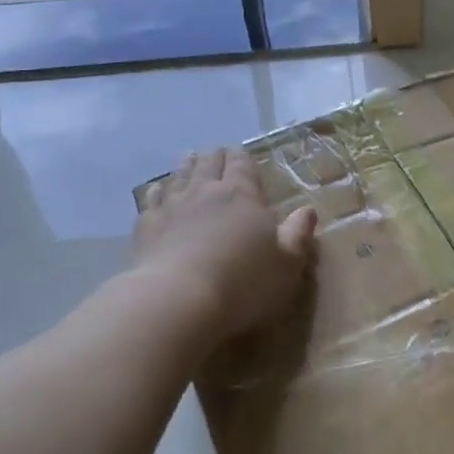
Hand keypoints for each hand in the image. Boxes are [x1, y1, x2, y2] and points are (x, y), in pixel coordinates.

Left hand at [135, 148, 317, 338]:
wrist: (178, 300)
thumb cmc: (243, 282)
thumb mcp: (287, 263)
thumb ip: (297, 234)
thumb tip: (307, 210)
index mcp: (243, 195)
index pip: (242, 164)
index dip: (242, 158)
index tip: (241, 154)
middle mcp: (206, 191)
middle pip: (209, 164)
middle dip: (215, 157)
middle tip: (216, 153)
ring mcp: (172, 206)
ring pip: (179, 177)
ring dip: (186, 167)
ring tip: (189, 159)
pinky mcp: (146, 227)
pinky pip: (151, 200)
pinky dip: (157, 192)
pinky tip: (156, 192)